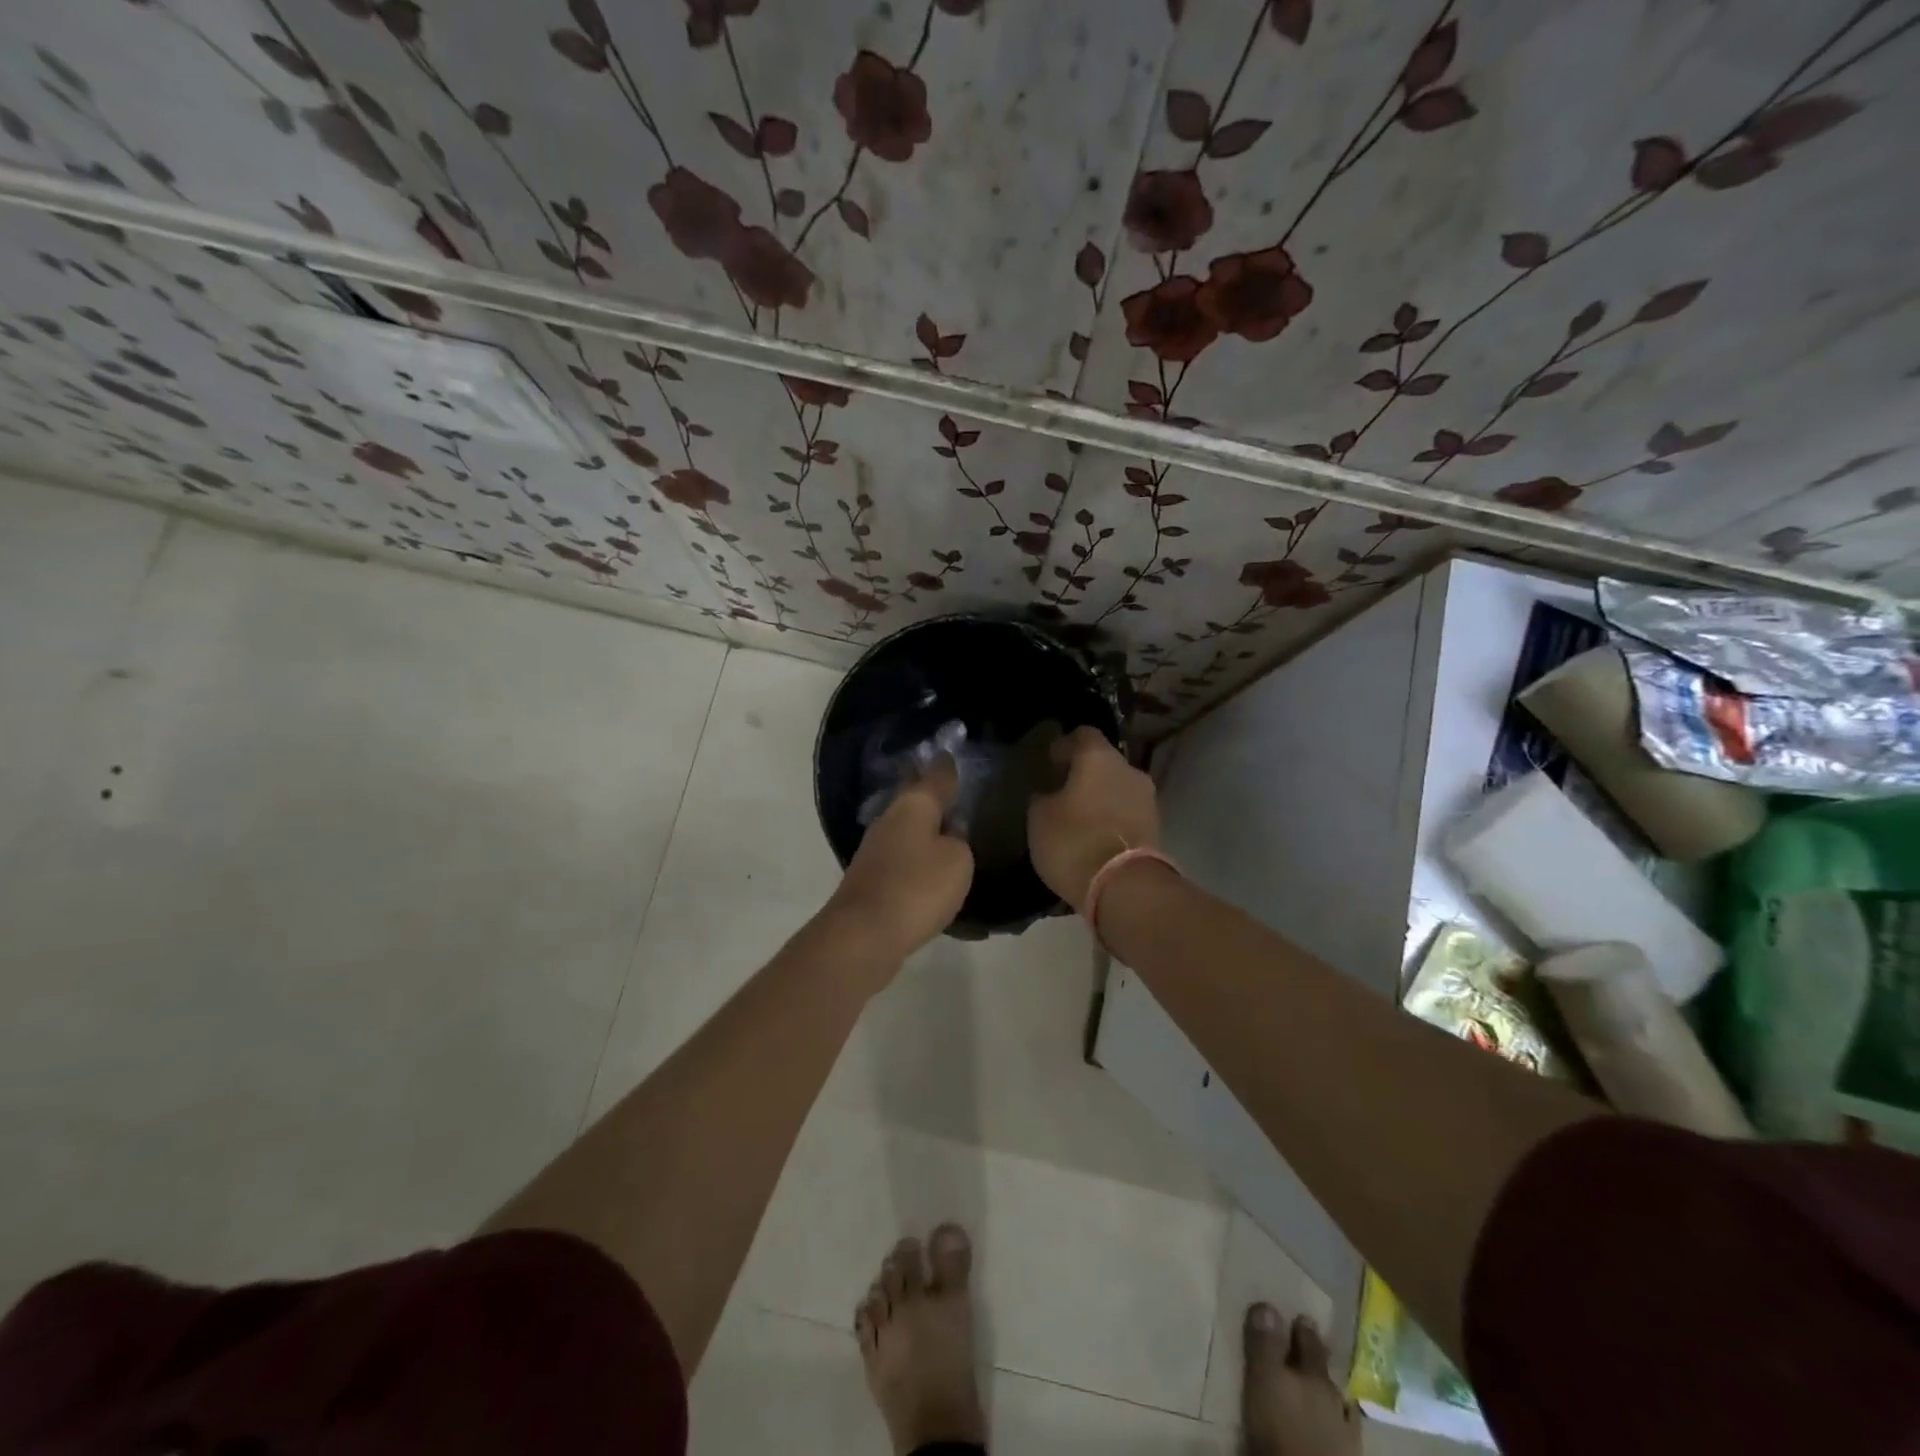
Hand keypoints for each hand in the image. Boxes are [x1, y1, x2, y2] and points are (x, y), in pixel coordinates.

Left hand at [821, 756, 974, 971]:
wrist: (864, 934)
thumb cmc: (917, 888)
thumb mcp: (957, 861)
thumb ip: (959, 841)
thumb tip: (949, 834)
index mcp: (913, 806)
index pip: (936, 776)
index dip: (948, 767)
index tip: (953, 755)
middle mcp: (890, 820)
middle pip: (916, 801)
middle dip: (934, 798)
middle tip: (957, 794)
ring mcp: (875, 849)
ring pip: (907, 830)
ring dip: (926, 830)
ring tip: (950, 834)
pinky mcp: (870, 878)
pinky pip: (902, 858)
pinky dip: (918, 860)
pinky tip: (931, 870)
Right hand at [1027, 727, 1159, 913]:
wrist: (1124, 888)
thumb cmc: (1074, 842)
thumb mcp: (1039, 818)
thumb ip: (1042, 798)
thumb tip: (1047, 793)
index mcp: (1098, 757)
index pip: (1082, 734)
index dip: (1064, 745)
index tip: (1050, 762)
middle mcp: (1128, 769)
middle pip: (1104, 761)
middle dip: (1084, 773)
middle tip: (1062, 791)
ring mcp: (1147, 798)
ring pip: (1118, 787)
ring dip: (1100, 797)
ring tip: (1078, 817)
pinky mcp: (1156, 827)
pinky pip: (1127, 812)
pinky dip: (1112, 818)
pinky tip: (1095, 835)